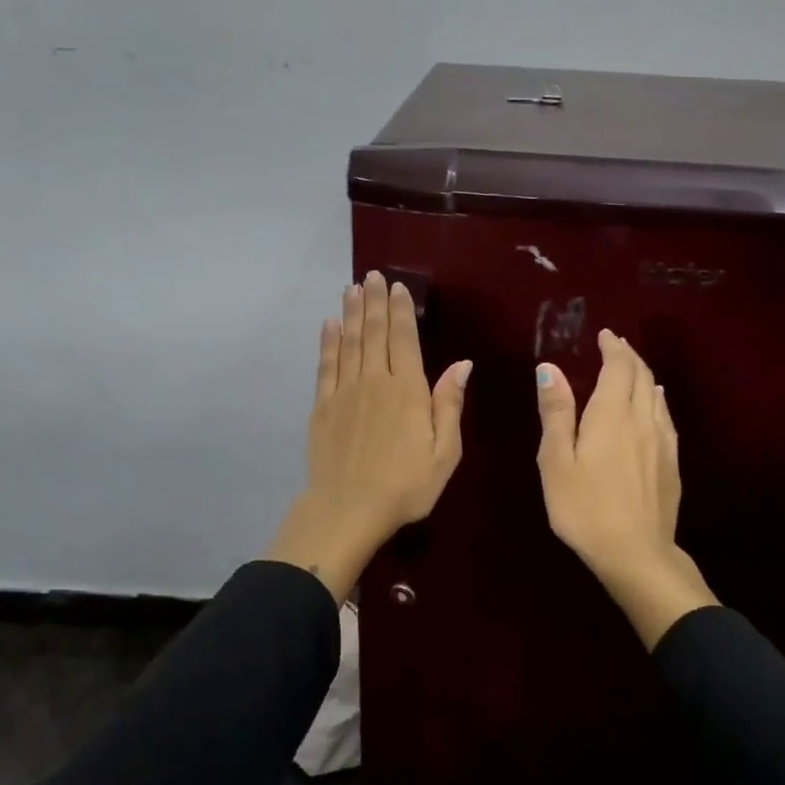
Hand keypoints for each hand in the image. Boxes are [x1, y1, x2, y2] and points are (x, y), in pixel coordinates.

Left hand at [266, 271, 471, 601]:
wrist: (348, 509)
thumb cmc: (405, 486)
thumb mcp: (444, 453)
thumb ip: (449, 405)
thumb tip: (462, 364)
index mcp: (407, 390)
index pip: (404, 339)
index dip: (401, 311)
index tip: (397, 287)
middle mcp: (374, 381)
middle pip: (375, 333)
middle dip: (374, 301)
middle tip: (371, 275)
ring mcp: (344, 392)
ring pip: (349, 342)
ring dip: (352, 313)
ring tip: (352, 288)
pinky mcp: (322, 406)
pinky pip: (326, 364)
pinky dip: (328, 341)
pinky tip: (330, 324)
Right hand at [536, 330, 716, 648]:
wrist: (636, 554)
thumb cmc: (585, 508)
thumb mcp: (556, 461)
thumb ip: (556, 413)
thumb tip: (549, 368)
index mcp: (611, 416)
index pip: (618, 368)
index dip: (613, 348)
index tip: (605, 335)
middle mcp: (642, 420)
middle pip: (642, 377)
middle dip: (629, 356)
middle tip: (616, 345)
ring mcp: (662, 442)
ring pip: (657, 395)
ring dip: (644, 375)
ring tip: (632, 368)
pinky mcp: (672, 463)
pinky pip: (666, 417)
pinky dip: (657, 400)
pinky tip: (656, 404)